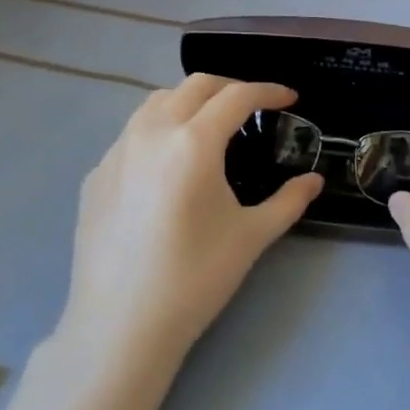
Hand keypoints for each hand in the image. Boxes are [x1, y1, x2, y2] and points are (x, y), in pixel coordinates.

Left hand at [54, 75, 322, 376]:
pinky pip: (131, 136)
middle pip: (193, 86)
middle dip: (229, 87)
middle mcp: (150, 132)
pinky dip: (158, 132)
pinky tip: (167, 169)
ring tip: (209, 127)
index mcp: (192, 142)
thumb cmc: (195, 278)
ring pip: (155, 103)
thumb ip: (289, 201)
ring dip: (189, 102)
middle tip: (253, 108)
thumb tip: (314, 180)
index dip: (268, 91)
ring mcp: (115, 152)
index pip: (236, 96)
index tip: (290, 98)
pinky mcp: (95, 175)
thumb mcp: (252, 237)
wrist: (121, 323)